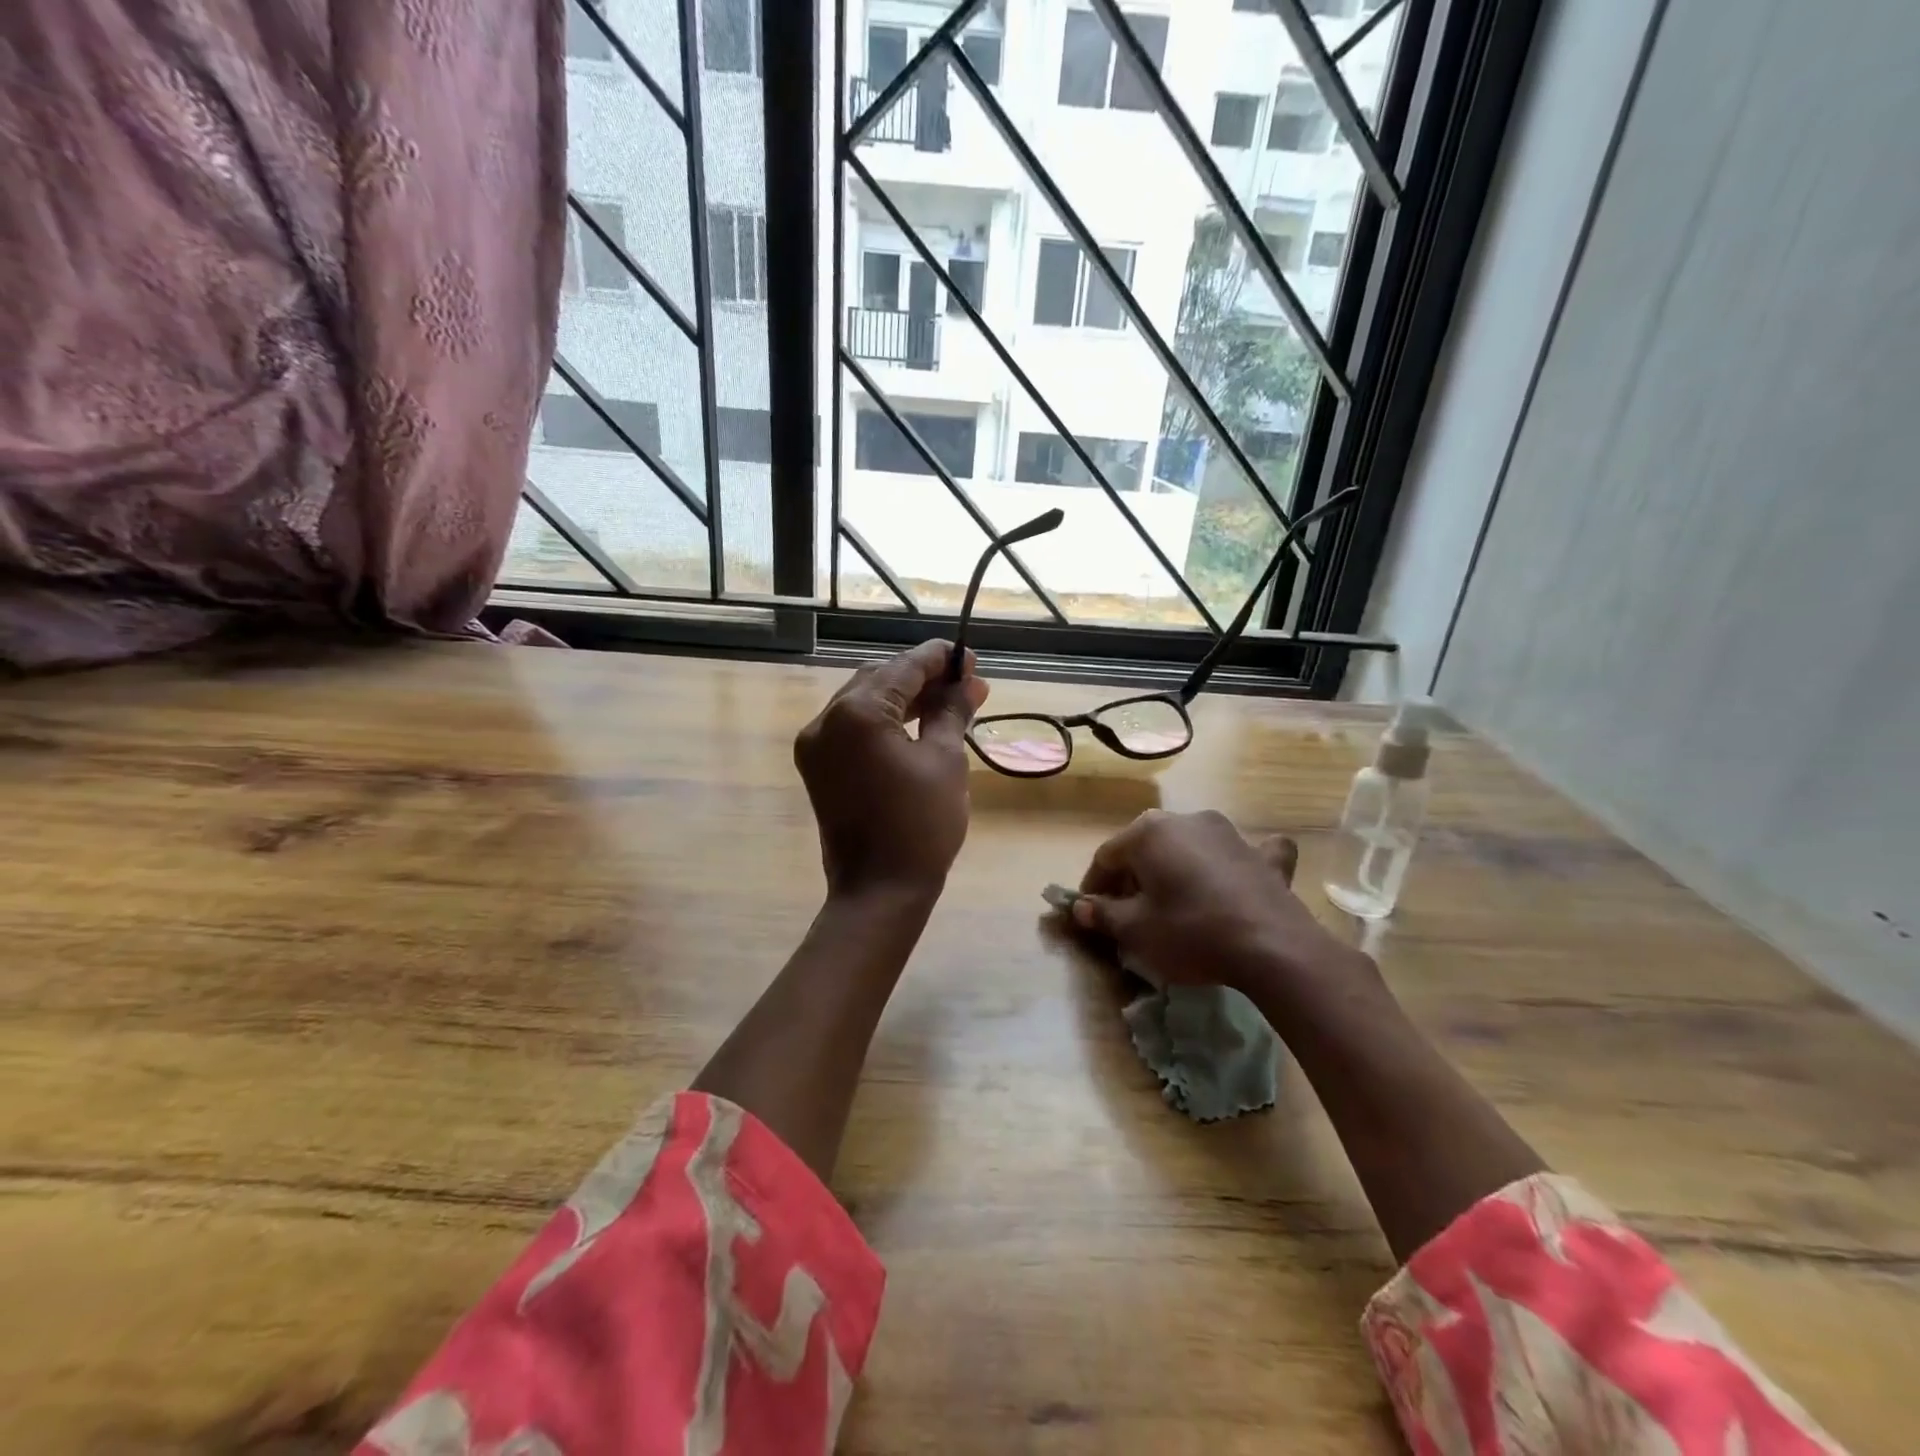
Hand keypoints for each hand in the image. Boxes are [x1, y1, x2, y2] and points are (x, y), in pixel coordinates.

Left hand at [793, 640, 988, 899]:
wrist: (879, 891)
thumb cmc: (921, 826)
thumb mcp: (945, 760)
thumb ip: (951, 712)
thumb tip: (970, 682)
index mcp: (856, 714)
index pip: (902, 668)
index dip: (938, 660)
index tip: (969, 658)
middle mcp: (825, 721)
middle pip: (878, 679)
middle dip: (921, 677)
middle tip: (963, 683)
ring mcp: (815, 745)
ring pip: (863, 702)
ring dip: (902, 698)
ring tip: (947, 702)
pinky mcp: (817, 767)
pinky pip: (852, 729)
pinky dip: (883, 721)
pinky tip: (915, 724)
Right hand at [1073, 809, 1364, 995]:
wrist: (1272, 946)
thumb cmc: (1190, 932)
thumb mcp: (1136, 931)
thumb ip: (1104, 914)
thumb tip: (1081, 907)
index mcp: (1148, 833)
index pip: (1106, 856)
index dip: (1094, 885)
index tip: (1090, 911)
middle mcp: (1185, 820)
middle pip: (1147, 847)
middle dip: (1133, 875)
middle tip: (1128, 910)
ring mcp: (1228, 832)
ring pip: (1190, 846)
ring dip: (1177, 867)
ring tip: (1174, 900)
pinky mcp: (1263, 854)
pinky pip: (1241, 852)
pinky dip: (1234, 861)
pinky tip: (1240, 873)